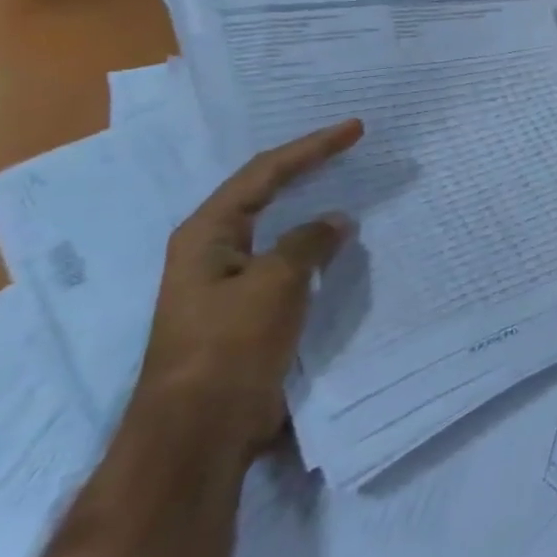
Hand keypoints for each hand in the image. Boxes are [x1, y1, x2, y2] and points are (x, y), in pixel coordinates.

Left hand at [132, 118, 363, 460]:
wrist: (201, 428)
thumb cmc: (230, 345)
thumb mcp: (275, 283)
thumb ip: (308, 243)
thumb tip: (335, 221)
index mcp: (207, 234)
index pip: (264, 174)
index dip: (312, 148)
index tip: (355, 129)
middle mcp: (214, 250)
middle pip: (266, 193)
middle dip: (309, 167)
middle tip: (351, 146)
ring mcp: (231, 281)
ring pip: (280, 228)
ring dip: (313, 205)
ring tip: (350, 185)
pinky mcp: (251, 310)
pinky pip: (291, 261)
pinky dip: (318, 245)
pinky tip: (341, 244)